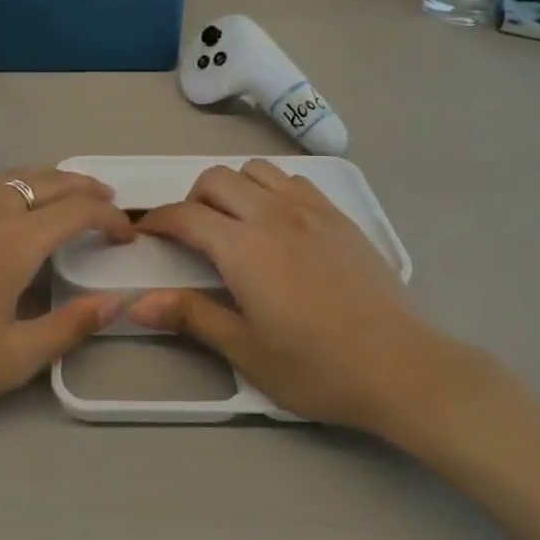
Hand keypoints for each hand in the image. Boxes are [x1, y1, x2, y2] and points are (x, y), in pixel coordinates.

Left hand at [0, 167, 133, 419]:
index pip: (79, 211)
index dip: (110, 218)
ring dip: (49, 179)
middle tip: (107, 200)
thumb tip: (117, 302)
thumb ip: (71, 326)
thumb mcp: (14, 358)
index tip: (125, 236)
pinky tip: (10, 201)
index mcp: (16, 241)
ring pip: (14, 174)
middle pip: (49, 180)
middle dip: (85, 187)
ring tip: (65, 193)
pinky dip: (13, 183)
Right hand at [130, 161, 477, 441]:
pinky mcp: (339, 216)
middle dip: (191, 199)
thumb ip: (191, 317)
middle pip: (216, 179)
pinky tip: (278, 223)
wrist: (403, 367)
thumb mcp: (247, 351)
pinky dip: (270, 189)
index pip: (185, 216)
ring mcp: (310, 210)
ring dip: (233, 188)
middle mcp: (273, 215)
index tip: (144, 234)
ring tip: (234, 223)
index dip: (157, 220)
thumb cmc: (318, 368)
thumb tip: (137, 303)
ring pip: (255, 171)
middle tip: (191, 235)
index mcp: (244, 249)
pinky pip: (293, 180)